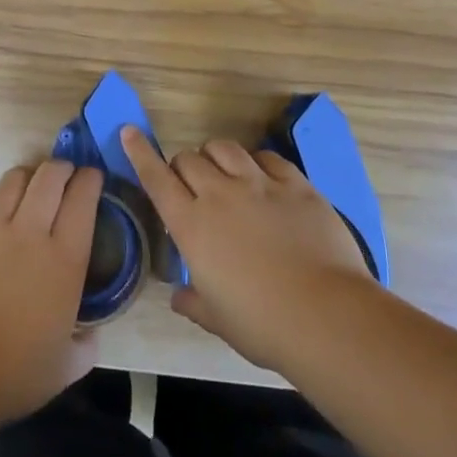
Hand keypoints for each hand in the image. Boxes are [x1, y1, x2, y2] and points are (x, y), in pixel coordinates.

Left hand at [0, 159, 102, 422]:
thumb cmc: (14, 375)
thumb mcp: (66, 368)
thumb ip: (85, 345)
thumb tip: (90, 334)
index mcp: (64, 260)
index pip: (83, 199)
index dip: (90, 180)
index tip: (92, 177)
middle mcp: (29, 233)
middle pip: (49, 177)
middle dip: (62, 167)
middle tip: (65, 174)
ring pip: (13, 180)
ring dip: (27, 176)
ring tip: (30, 185)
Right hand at [123, 127, 370, 370]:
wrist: (326, 315)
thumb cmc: (262, 325)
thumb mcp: (218, 319)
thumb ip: (194, 302)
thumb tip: (178, 296)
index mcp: (192, 226)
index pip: (157, 178)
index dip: (141, 153)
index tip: (130, 131)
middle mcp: (220, 195)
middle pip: (189, 159)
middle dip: (183, 167)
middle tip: (192, 186)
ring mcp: (260, 184)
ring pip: (225, 148)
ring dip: (216, 156)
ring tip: (224, 172)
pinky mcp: (295, 184)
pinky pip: (267, 157)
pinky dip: (257, 162)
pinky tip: (263, 177)